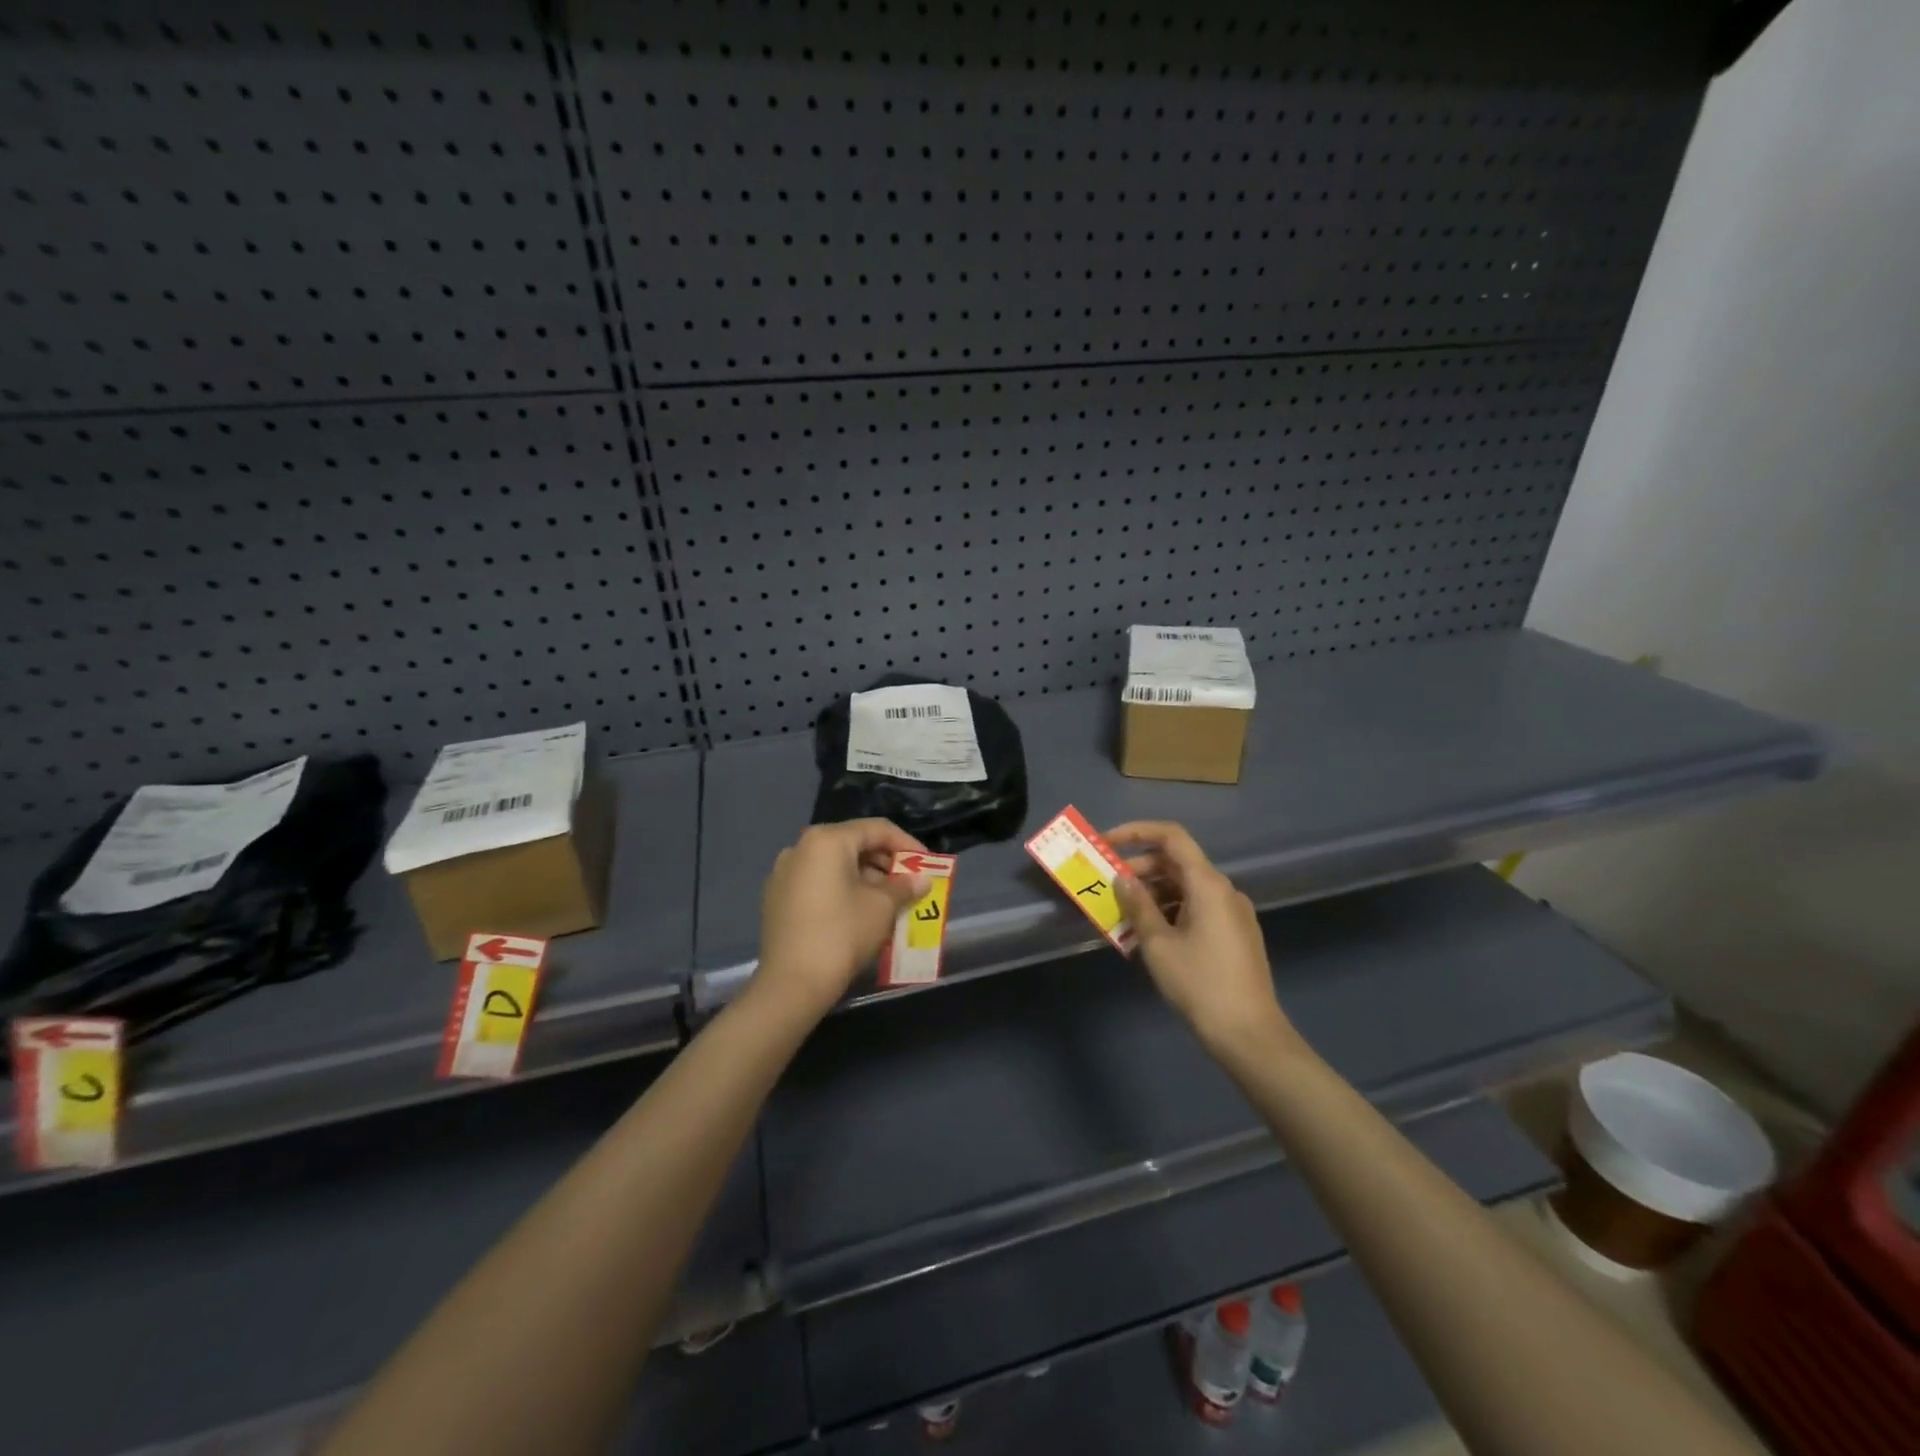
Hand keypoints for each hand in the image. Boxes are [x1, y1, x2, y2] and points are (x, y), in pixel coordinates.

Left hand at [755, 819, 930, 1015]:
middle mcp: (800, 848)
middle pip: (854, 845)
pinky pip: (818, 883)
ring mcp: (784, 873)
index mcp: (826, 840)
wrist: (791, 984)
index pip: (877, 829)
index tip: (928, 865)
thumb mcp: (882, 907)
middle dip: (886, 863)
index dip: (908, 845)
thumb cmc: (842, 934)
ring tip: (889, 902)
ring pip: (835, 865)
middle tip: (910, 884)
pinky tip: (859, 913)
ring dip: (865, 878)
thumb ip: (904, 886)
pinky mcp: (776, 898)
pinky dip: (842, 890)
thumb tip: (921, 880)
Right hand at [1109, 821, 1308, 1062]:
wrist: (1249, 1035)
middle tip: (1108, 886)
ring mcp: (1233, 913)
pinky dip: (1170, 911)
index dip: (1136, 832)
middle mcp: (1224, 890)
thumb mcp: (1158, 944)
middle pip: (1176, 863)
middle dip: (1139, 868)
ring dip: (1152, 894)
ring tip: (1122, 916)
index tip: (1107, 843)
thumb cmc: (1200, 984)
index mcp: (1208, 884)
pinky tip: (1149, 935)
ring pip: (1185, 888)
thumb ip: (1137, 905)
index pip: (1171, 836)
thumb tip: (1122, 878)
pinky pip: (1196, 908)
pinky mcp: (1235, 935)